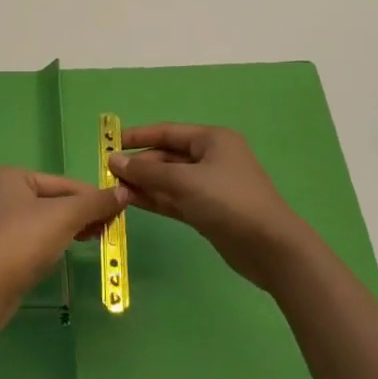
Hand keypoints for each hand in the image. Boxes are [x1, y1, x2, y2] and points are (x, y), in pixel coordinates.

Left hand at [0, 167, 126, 315]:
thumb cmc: (21, 242)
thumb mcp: (64, 217)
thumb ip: (94, 203)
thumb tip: (123, 192)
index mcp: (7, 175)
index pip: (62, 183)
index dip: (92, 197)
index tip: (118, 212)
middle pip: (51, 200)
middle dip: (80, 214)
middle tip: (107, 229)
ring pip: (40, 220)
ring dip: (67, 229)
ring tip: (92, 240)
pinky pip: (28, 239)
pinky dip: (48, 243)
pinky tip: (61, 253)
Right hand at [108, 124, 314, 289]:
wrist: (269, 246)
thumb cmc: (229, 201)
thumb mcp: (185, 182)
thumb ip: (147, 172)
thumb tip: (113, 160)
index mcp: (212, 140)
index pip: (168, 132)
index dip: (139, 136)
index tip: (110, 143)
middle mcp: (211, 159)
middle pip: (167, 157)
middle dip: (139, 164)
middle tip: (108, 174)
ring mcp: (209, 186)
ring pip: (169, 180)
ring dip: (143, 183)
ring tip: (113, 189)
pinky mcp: (207, 211)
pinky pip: (174, 199)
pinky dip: (154, 199)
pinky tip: (130, 201)